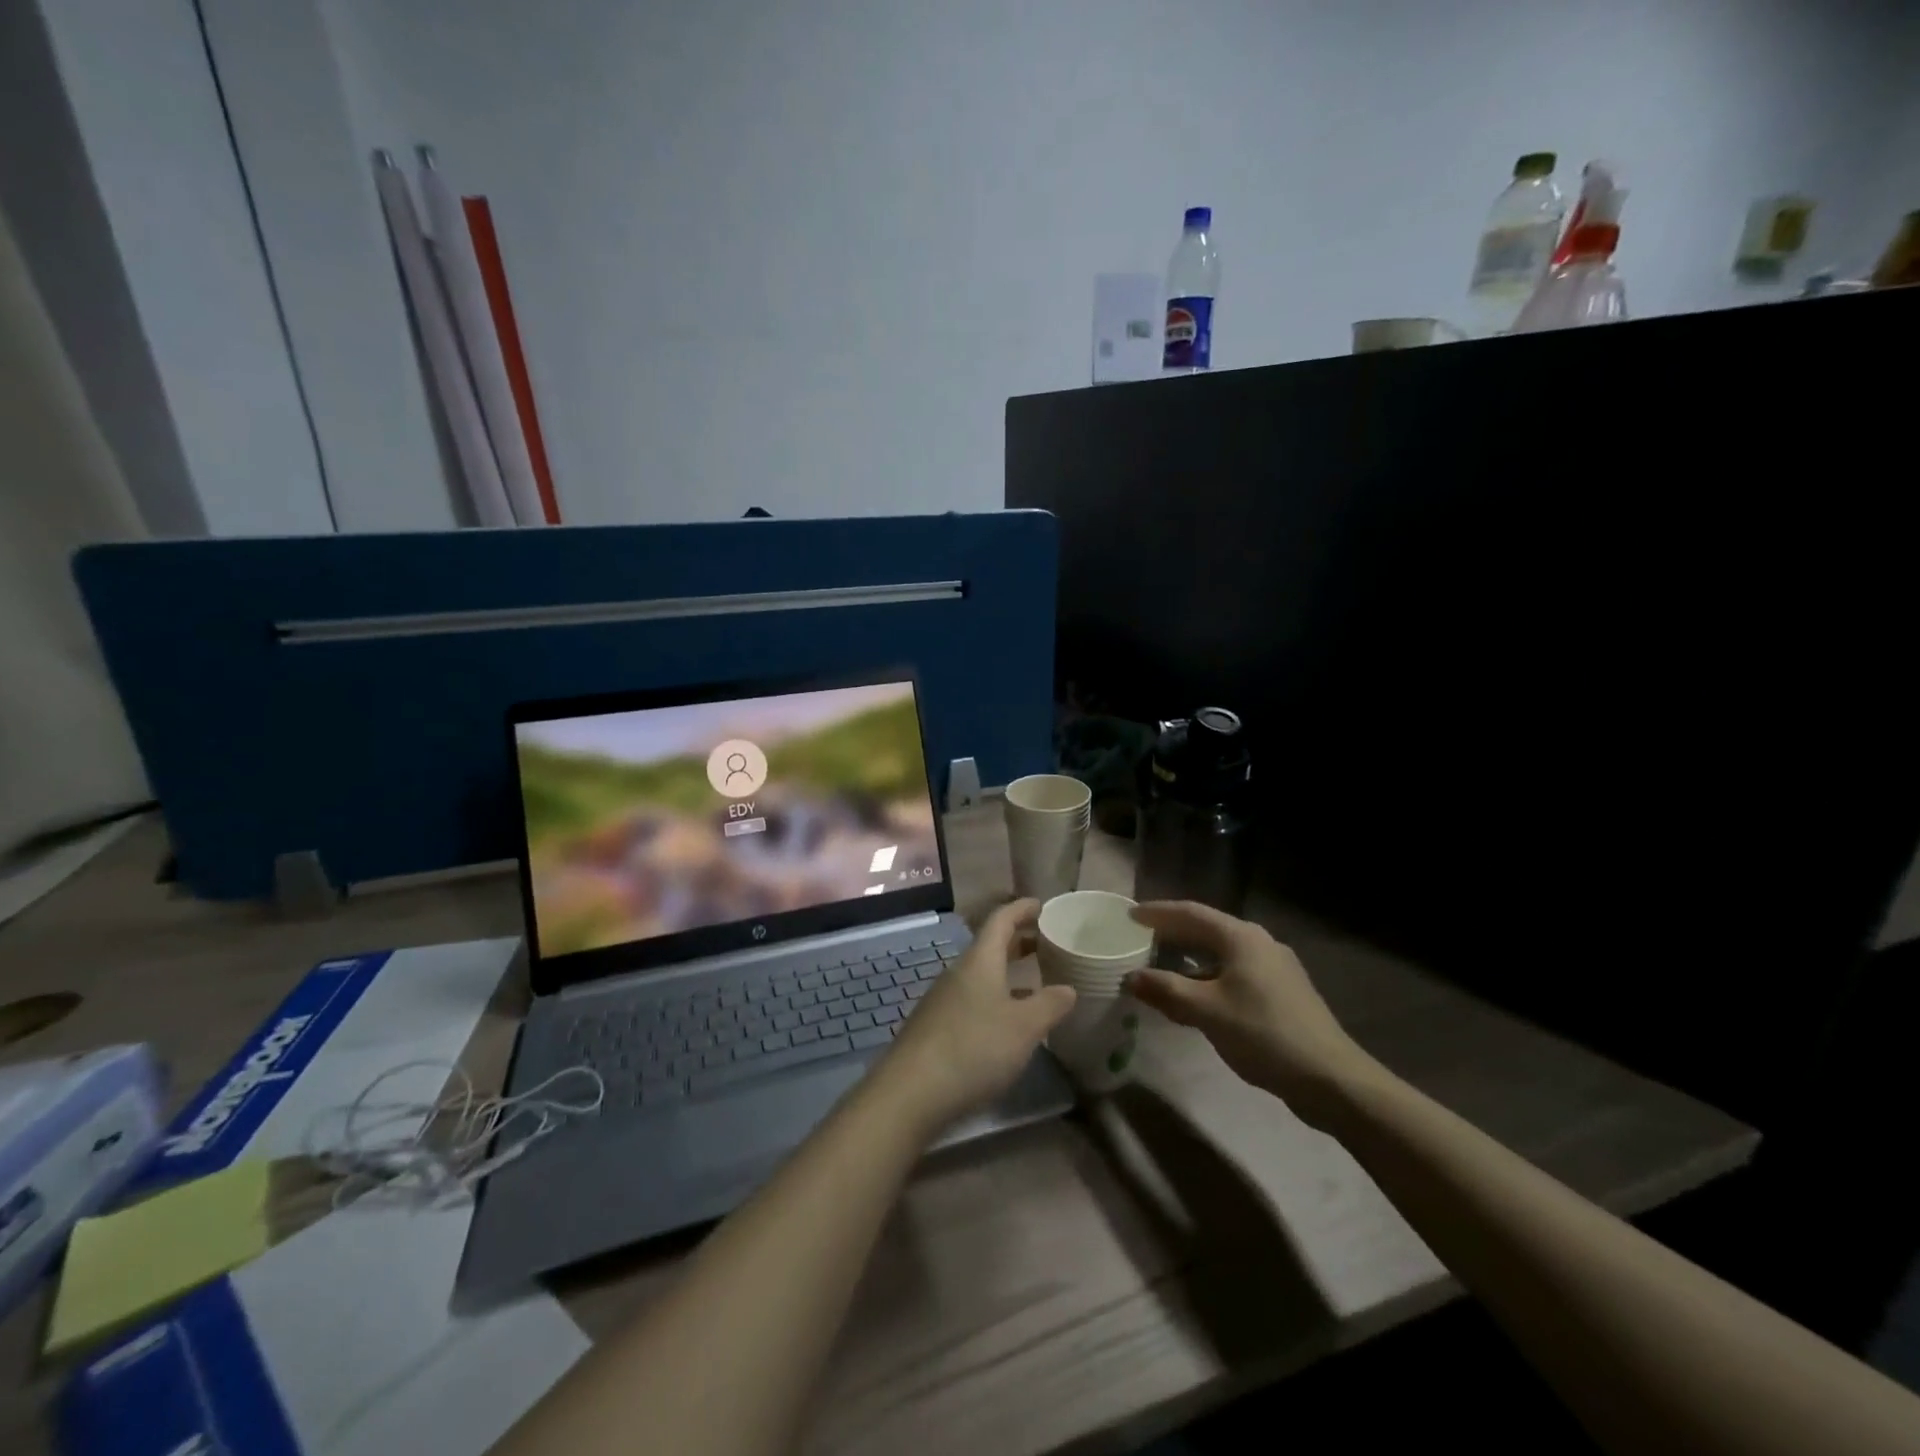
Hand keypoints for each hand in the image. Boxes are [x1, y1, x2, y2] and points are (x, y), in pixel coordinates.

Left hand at [877, 899, 1075, 1135]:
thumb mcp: (1024, 1027)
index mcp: (979, 962)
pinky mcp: (936, 1028)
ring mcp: (943, 1001)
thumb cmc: (973, 1048)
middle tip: (1046, 942)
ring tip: (1036, 983)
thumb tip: (1067, 988)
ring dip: (1008, 973)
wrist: (911, 1093)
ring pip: (981, 975)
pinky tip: (1008, 1023)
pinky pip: (973, 1000)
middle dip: (1018, 941)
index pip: (1000, 920)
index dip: (1021, 909)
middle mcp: (958, 973)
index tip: (1041, 904)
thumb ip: (1049, 1004)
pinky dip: (996, 999)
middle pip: (990, 947)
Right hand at [1126, 901, 1370, 1123]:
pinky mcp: (1282, 993)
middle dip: (1172, 933)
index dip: (1158, 913)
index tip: (1129, 915)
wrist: (1331, 1078)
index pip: (1191, 913)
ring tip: (1160, 965)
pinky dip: (1207, 977)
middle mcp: (1259, 943)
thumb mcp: (1207, 1011)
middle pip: (1207, 929)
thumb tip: (1130, 977)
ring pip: (1221, 954)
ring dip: (1189, 958)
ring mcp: (1274, 968)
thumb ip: (1166, 990)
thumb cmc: (1264, 1033)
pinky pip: (1233, 973)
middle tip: (1139, 936)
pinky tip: (1195, 997)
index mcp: (1241, 937)